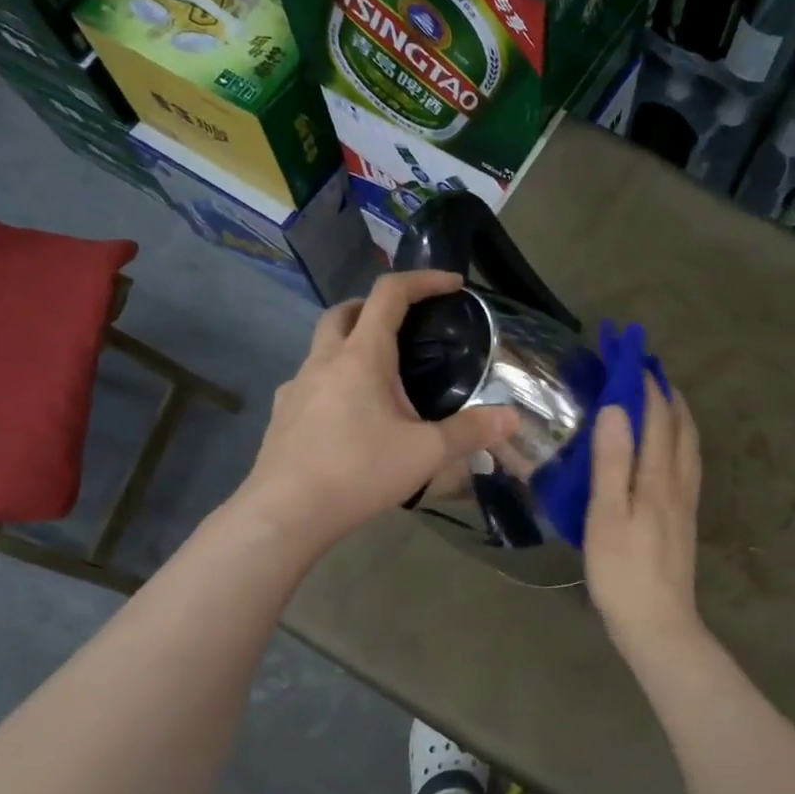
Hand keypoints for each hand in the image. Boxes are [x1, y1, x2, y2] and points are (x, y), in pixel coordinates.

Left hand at [241, 271, 518, 545]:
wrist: (285, 513)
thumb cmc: (358, 472)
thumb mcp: (425, 453)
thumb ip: (470, 432)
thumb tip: (513, 417)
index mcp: (362, 356)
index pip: (390, 294)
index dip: (423, 280)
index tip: (451, 284)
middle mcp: (324, 361)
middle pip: (345, 310)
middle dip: (376, 306)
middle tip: (405, 325)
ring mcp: (296, 387)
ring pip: (322, 345)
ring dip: (351, 342)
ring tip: (380, 376)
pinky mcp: (282, 414)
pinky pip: (309, 381)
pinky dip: (332, 380)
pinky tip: (346, 413)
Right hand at [584, 375, 704, 654]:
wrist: (658, 625)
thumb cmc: (622, 572)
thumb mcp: (606, 516)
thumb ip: (612, 462)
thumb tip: (616, 408)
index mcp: (658, 478)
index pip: (657, 418)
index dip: (645, 385)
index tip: (631, 355)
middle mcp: (678, 483)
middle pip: (680, 427)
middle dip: (666, 393)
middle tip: (648, 369)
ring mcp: (685, 502)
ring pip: (689, 446)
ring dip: (677, 415)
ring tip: (663, 398)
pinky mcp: (684, 519)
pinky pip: (687, 464)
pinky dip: (680, 440)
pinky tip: (670, 448)